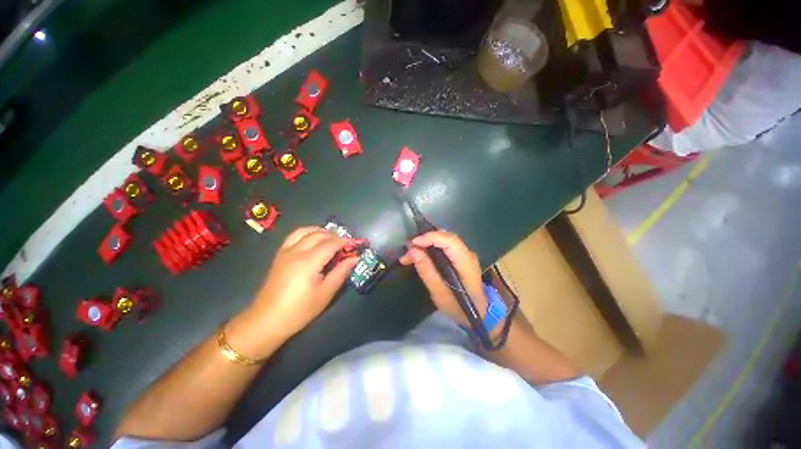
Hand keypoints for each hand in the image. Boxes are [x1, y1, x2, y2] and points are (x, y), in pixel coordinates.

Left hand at [236, 227, 358, 351]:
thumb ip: (341, 272)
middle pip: (318, 235)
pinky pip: (293, 236)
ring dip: (320, 231)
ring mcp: (285, 252)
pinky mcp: (279, 255)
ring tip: (330, 238)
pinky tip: (312, 241)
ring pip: (304, 231)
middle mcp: (296, 252)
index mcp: (309, 262)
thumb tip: (354, 258)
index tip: (354, 244)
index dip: (344, 242)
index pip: (330, 243)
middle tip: (345, 244)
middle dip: (334, 235)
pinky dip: (306, 233)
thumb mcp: (326, 293)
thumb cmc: (300, 310)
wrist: (267, 320)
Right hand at [399, 231, 487, 326]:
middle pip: (446, 237)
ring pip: (445, 239)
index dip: (430, 238)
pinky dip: (431, 246)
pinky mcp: (461, 256)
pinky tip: (421, 254)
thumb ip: (427, 271)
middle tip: (408, 249)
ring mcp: (466, 254)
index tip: (412, 244)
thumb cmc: (458, 307)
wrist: (478, 313)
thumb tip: (413, 251)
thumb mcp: (439, 294)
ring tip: (411, 253)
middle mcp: (468, 253)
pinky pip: (445, 245)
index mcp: (466, 262)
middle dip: (425, 239)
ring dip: (427, 242)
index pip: (449, 241)